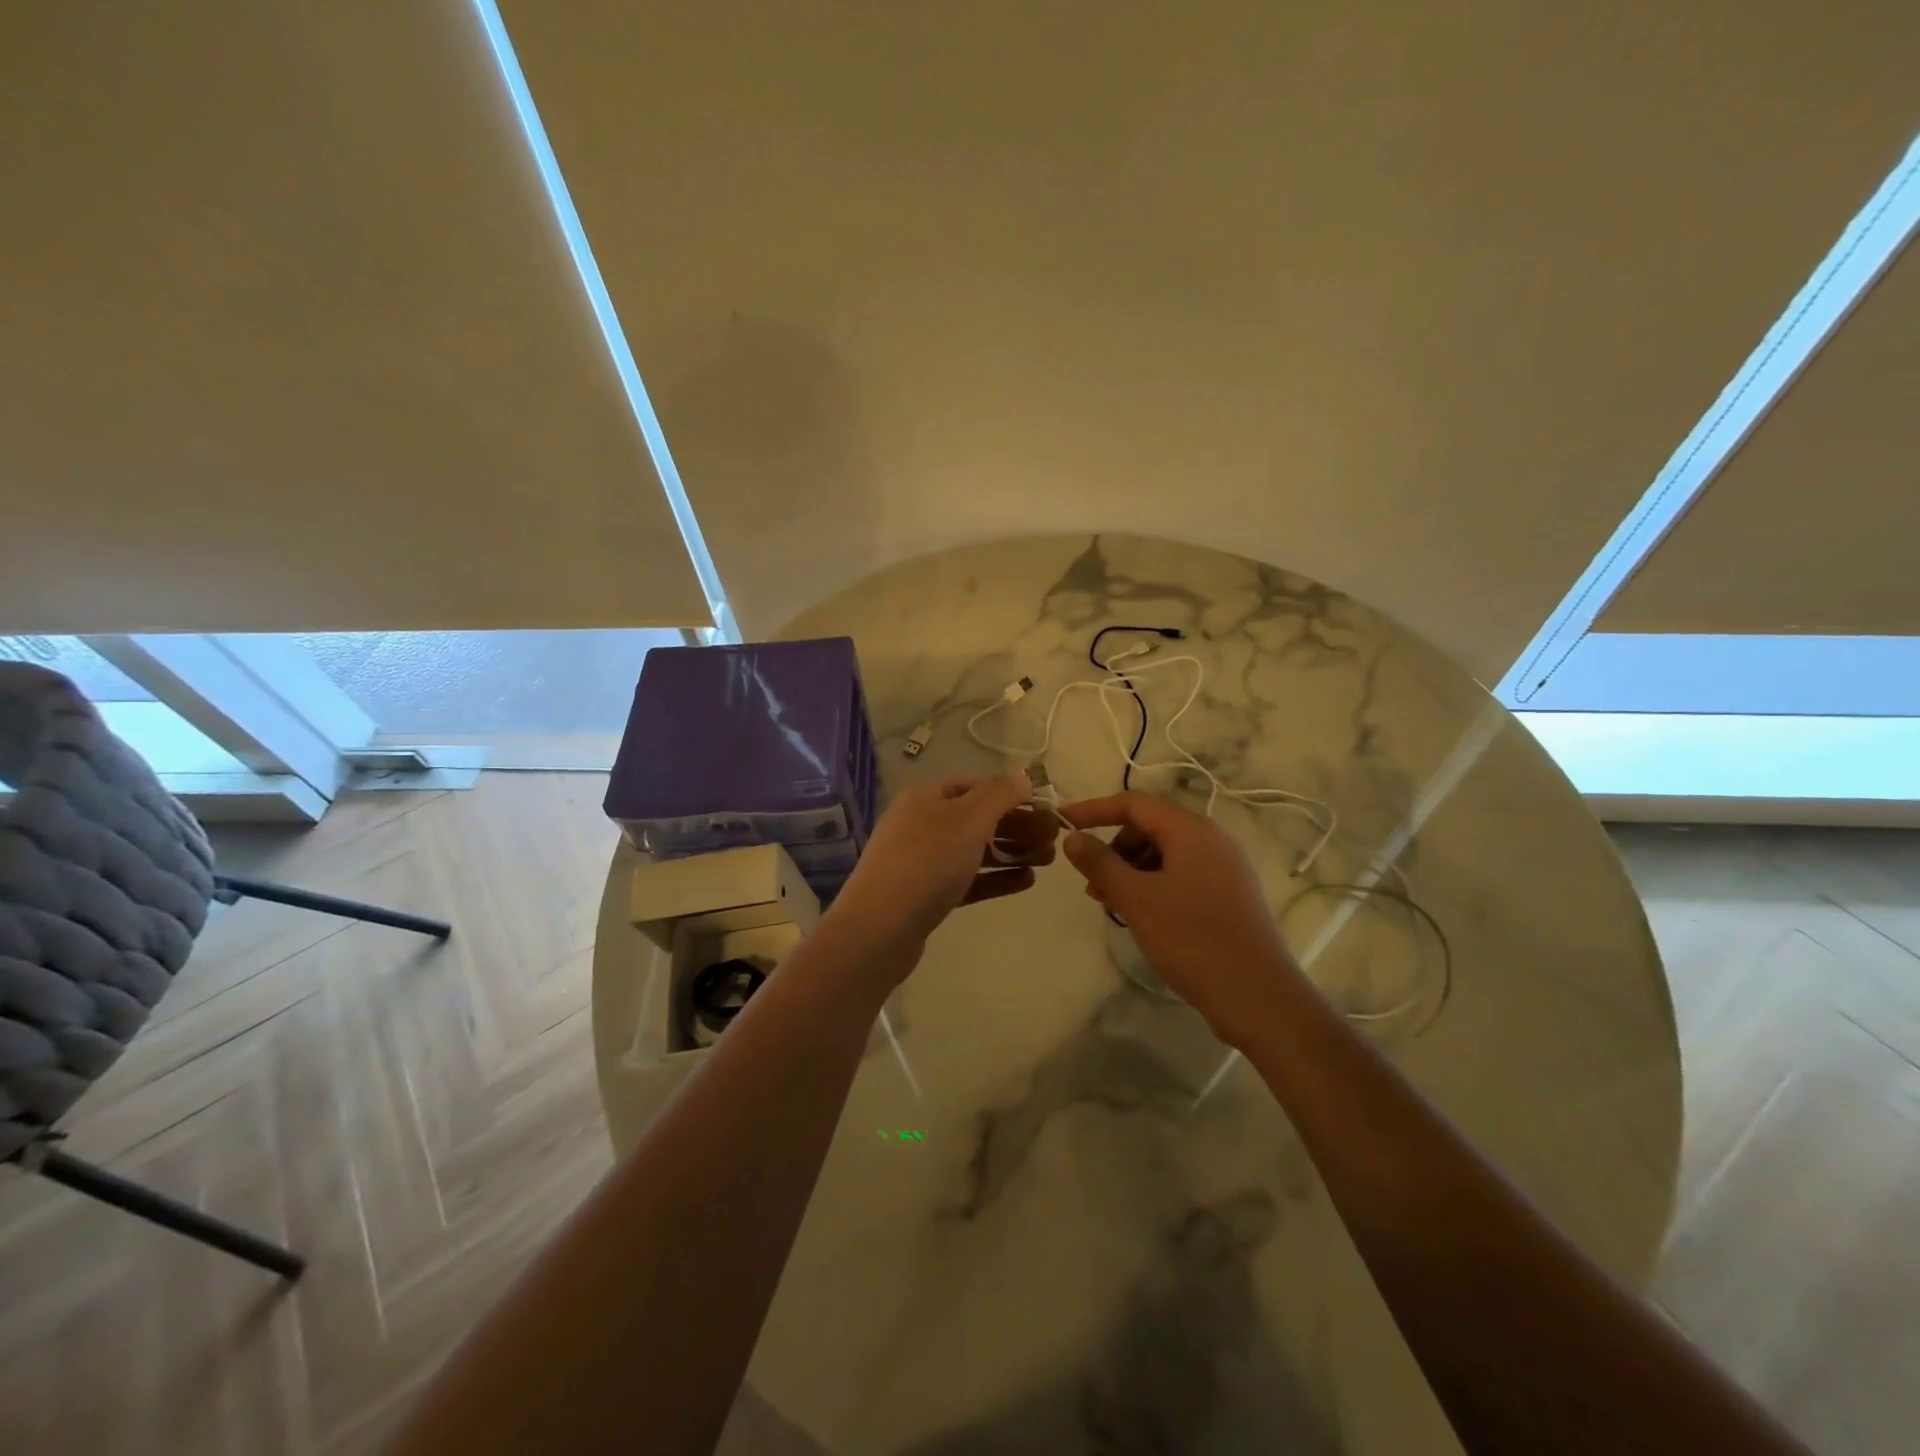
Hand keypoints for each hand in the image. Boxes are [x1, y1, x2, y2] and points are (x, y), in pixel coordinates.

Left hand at [823, 773, 1057, 985]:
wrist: (880, 928)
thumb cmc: (928, 862)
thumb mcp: (970, 818)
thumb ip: (1000, 794)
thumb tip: (1022, 778)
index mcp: (926, 797)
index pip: (975, 785)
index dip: (1010, 793)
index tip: (1043, 808)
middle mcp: (920, 823)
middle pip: (977, 818)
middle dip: (1017, 826)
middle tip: (1054, 839)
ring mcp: (921, 861)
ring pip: (974, 850)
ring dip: (1012, 852)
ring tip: (1048, 860)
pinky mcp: (925, 895)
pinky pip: (967, 880)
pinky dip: (996, 878)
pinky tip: (1026, 882)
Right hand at [1059, 792, 1301, 1045]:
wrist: (1258, 997)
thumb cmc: (1192, 939)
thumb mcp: (1136, 899)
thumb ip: (1100, 863)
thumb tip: (1072, 838)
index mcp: (1191, 830)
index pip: (1133, 803)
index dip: (1094, 810)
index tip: (1062, 824)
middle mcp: (1212, 840)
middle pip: (1150, 827)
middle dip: (1114, 849)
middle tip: (1092, 885)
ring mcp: (1224, 868)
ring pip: (1165, 854)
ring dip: (1131, 871)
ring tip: (1112, 905)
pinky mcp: (1229, 895)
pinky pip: (1181, 875)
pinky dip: (1153, 885)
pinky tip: (1142, 916)